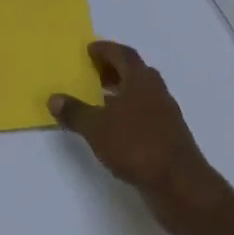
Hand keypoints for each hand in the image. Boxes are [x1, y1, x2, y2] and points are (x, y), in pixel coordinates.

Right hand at [50, 41, 225, 234]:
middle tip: (92, 72)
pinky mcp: (168, 136)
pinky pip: (144, 114)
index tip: (89, 50)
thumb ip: (75, 112)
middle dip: (113, 69)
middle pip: (134, 71)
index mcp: (141, 80)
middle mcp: (156, 91)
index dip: (105, 50)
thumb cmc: (137, 145)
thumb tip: (54, 98)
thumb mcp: (97, 128)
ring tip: (98, 100)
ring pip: (141, 93)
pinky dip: (128, 112)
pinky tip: (114, 128)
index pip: (123, 55)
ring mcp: (165, 114)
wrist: (179, 184)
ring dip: (121, 92)